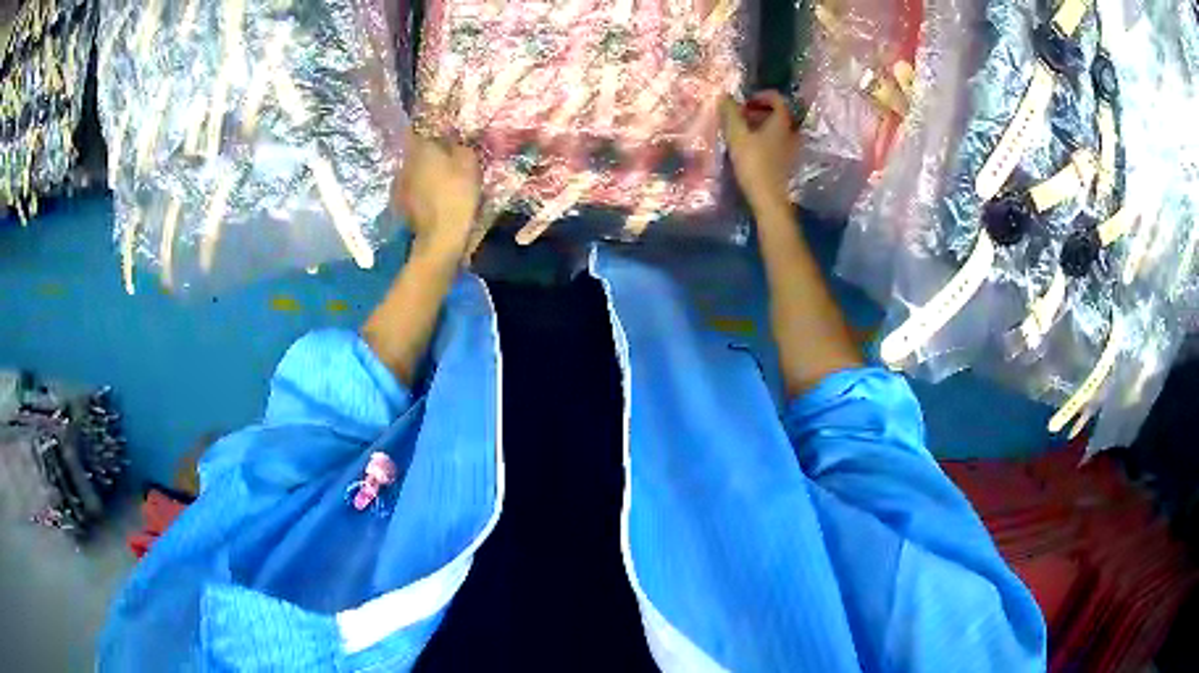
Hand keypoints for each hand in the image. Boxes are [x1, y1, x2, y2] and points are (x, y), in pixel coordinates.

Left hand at [392, 130, 481, 262]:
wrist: (440, 235)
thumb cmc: (457, 193)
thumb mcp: (469, 163)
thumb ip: (460, 145)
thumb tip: (453, 138)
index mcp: (420, 148)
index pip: (417, 128)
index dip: (427, 128)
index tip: (439, 131)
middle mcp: (404, 162)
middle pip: (414, 150)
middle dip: (426, 151)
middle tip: (443, 155)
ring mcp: (398, 184)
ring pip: (411, 169)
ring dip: (421, 171)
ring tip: (437, 177)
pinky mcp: (399, 203)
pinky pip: (410, 187)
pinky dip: (418, 188)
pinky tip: (429, 195)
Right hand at [720, 91, 799, 217]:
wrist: (768, 198)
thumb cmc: (753, 163)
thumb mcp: (737, 135)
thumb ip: (730, 113)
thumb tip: (724, 95)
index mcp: (782, 122)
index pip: (777, 99)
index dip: (760, 96)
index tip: (744, 102)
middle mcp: (791, 132)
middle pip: (778, 113)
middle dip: (759, 110)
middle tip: (741, 115)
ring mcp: (791, 148)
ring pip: (778, 128)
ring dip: (762, 124)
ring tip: (744, 130)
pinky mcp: (787, 161)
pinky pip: (778, 141)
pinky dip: (766, 137)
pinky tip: (751, 146)